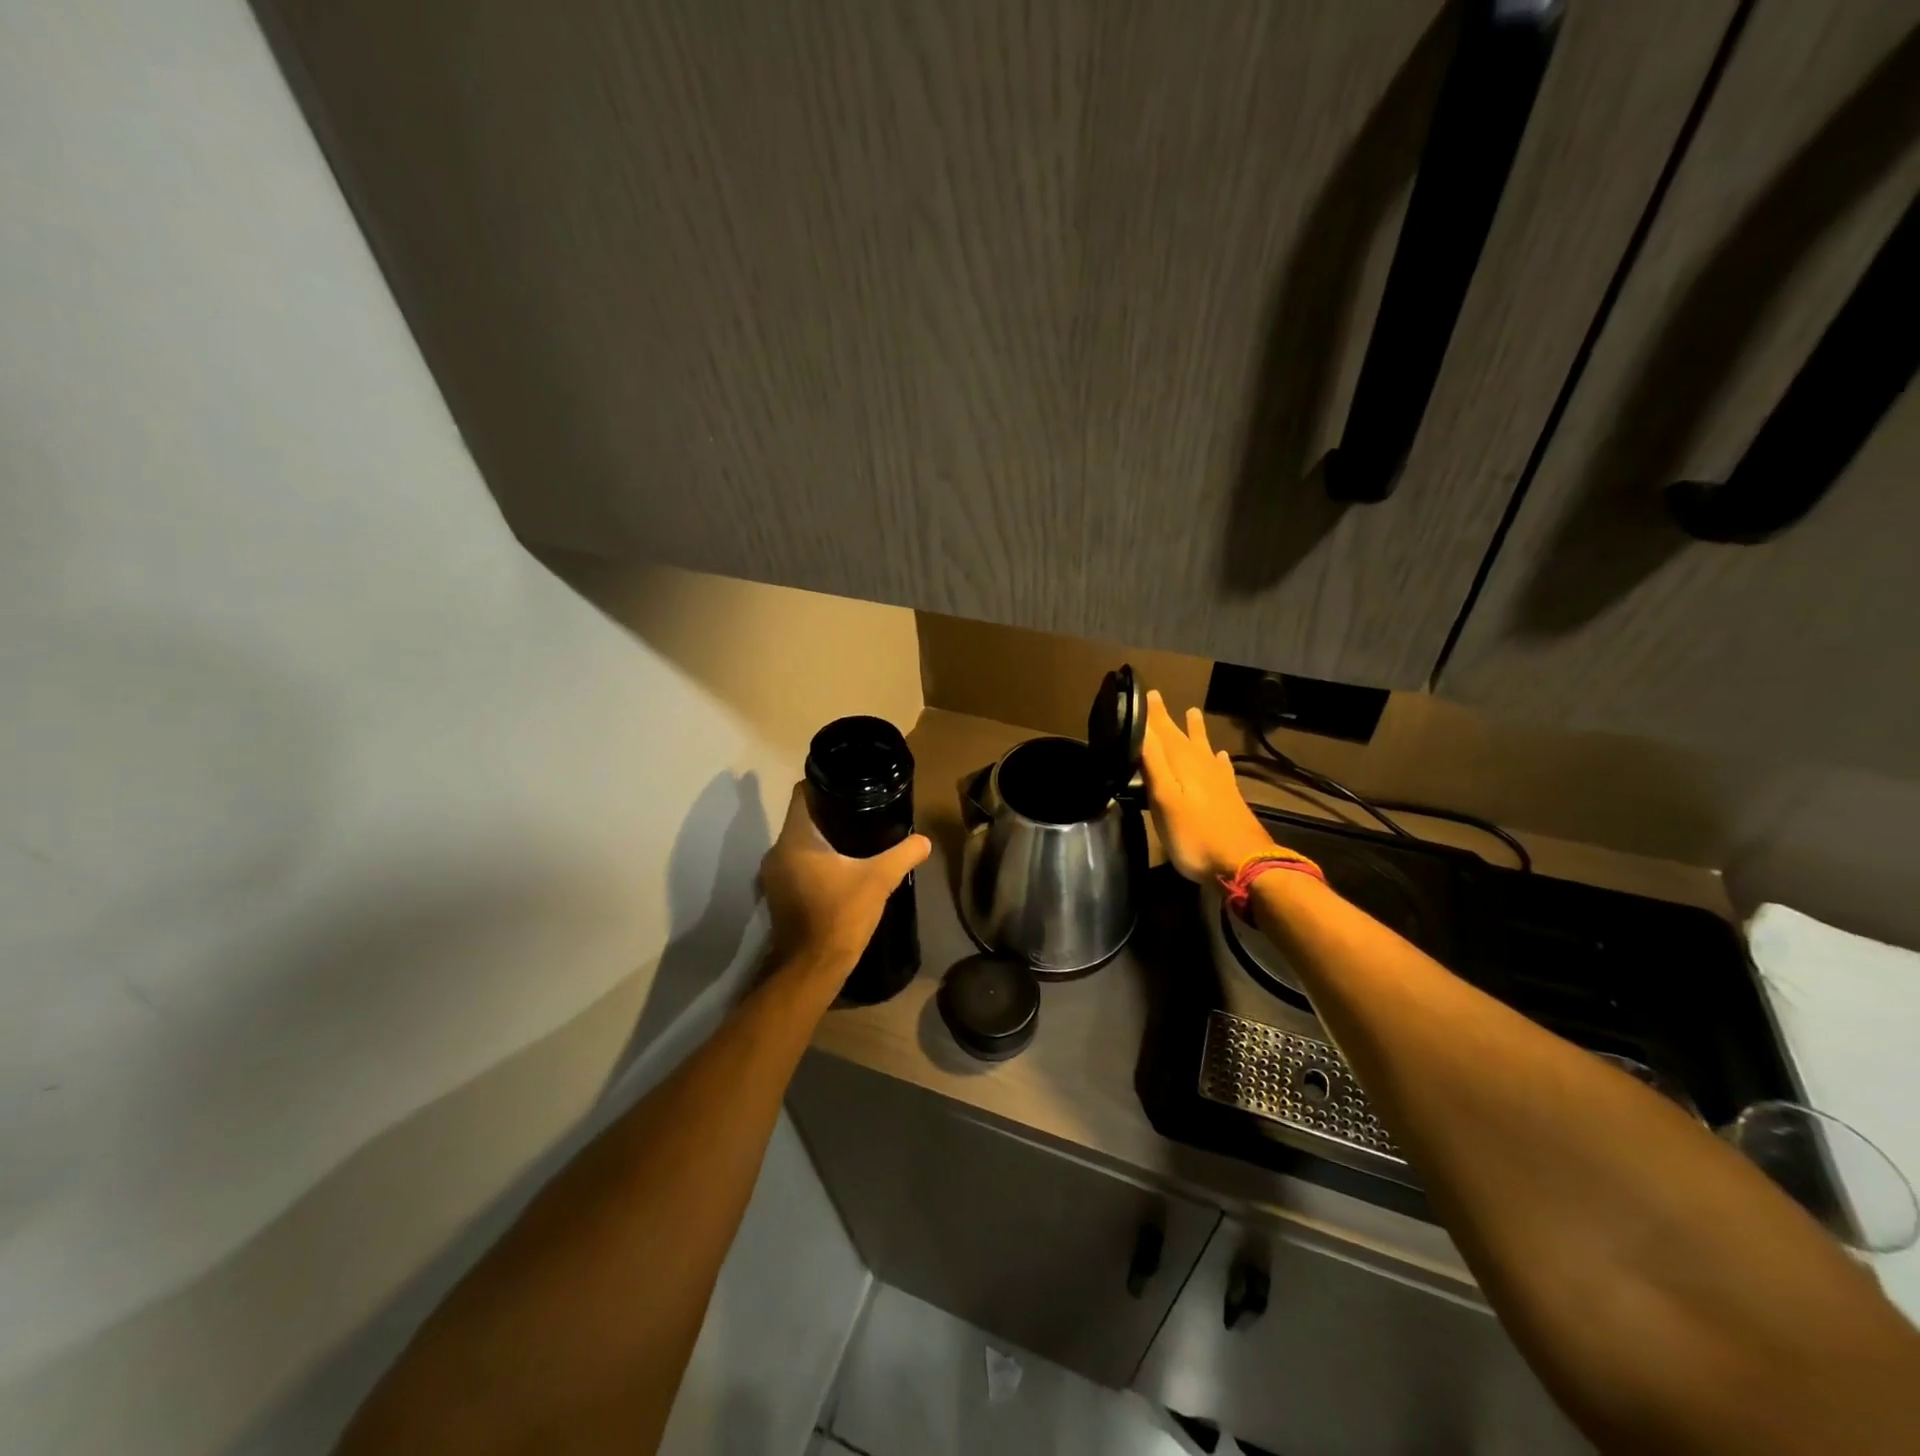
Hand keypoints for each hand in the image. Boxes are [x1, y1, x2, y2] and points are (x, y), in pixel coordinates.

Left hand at [760, 781, 930, 979]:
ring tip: (855, 838)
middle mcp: (777, 851)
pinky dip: (815, 860)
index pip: (802, 793)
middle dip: (829, 812)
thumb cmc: (840, 916)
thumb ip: (902, 855)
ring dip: (822, 839)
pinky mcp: (778, 894)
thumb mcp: (879, 881)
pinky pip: (797, 864)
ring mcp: (773, 875)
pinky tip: (841, 867)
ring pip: (799, 842)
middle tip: (861, 810)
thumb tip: (924, 841)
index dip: (824, 784)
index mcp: (795, 839)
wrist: (812, 968)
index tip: (850, 784)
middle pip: (802, 817)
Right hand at [1141, 691, 1275, 882]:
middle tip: (1158, 698)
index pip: (1163, 732)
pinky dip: (1218, 759)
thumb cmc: (1195, 836)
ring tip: (1193, 712)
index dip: (1152, 715)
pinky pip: (1222, 769)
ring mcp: (1219, 782)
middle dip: (1168, 719)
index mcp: (1183, 765)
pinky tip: (1220, 757)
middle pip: (1182, 737)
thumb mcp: (1164, 800)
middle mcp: (1202, 766)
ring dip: (1196, 731)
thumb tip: (1141, 728)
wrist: (1243, 864)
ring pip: (1203, 748)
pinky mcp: (1230, 798)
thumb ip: (1153, 763)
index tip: (1144, 693)